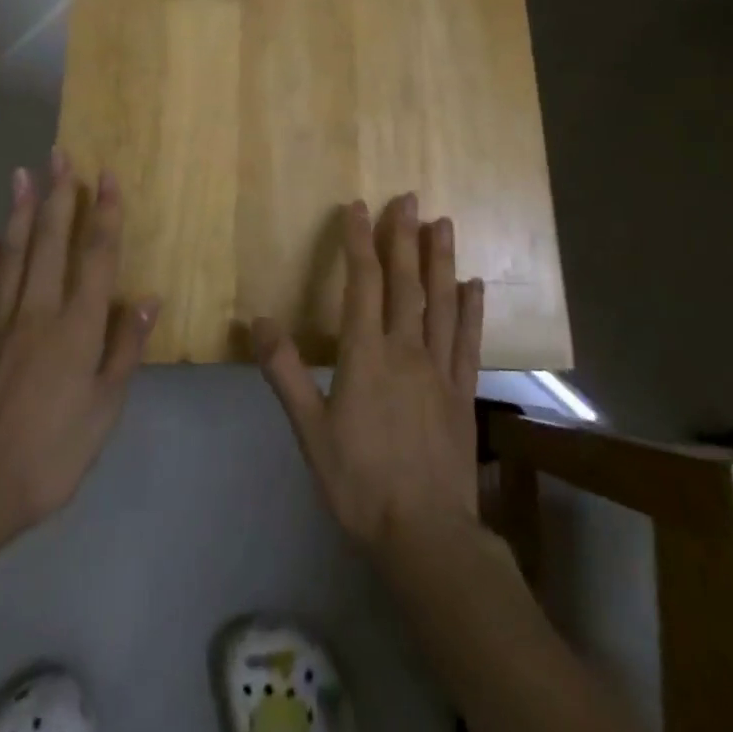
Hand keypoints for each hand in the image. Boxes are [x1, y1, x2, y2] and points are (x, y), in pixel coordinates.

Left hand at [0, 152, 156, 547]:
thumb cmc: (51, 452)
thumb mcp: (104, 409)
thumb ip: (125, 349)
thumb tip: (148, 299)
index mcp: (77, 326)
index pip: (95, 255)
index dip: (103, 213)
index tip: (106, 175)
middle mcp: (39, 310)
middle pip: (49, 240)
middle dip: (58, 194)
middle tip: (59, 154)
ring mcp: (1, 321)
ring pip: (13, 253)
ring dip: (20, 210)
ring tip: (22, 175)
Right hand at [252, 194, 484, 554]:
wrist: (425, 534)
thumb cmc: (359, 482)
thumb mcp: (310, 431)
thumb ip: (285, 373)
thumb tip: (258, 320)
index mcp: (366, 355)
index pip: (363, 283)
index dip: (359, 242)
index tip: (359, 206)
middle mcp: (406, 350)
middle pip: (406, 283)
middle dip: (404, 237)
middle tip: (408, 197)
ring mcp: (440, 369)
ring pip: (441, 303)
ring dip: (441, 260)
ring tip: (443, 223)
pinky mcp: (463, 391)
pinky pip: (469, 341)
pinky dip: (472, 309)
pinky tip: (474, 285)